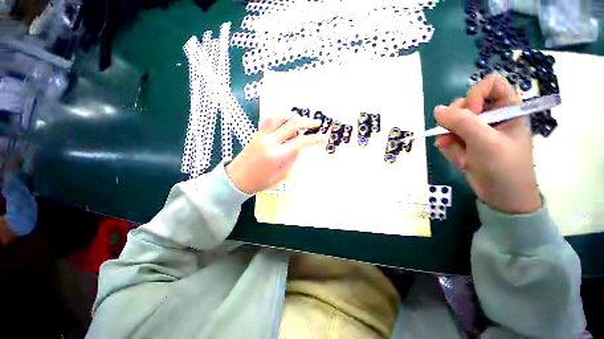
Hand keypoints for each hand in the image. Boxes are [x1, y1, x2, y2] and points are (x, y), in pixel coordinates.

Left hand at [226, 113, 326, 193]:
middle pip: (293, 124)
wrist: (238, 179)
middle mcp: (270, 141)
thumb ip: (292, 159)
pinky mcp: (257, 133)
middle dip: (308, 123)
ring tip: (301, 120)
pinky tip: (286, 120)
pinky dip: (280, 117)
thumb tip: (300, 147)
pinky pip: (270, 119)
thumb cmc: (260, 182)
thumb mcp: (281, 175)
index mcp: (277, 155)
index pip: (301, 142)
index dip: (315, 138)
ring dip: (294, 116)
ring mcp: (262, 135)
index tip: (324, 137)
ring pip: (280, 117)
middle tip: (317, 124)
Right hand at [434, 74, 540, 213]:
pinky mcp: (465, 143)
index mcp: (507, 109)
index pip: (490, 84)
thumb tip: (437, 110)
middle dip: (456, 123)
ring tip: (462, 156)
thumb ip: (462, 122)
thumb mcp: (485, 142)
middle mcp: (491, 116)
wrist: (502, 198)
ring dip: (451, 140)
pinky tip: (461, 161)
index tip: (471, 112)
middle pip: (464, 104)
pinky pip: (448, 138)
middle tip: (454, 137)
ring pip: (451, 124)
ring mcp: (476, 131)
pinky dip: (450, 150)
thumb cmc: (504, 168)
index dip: (476, 94)